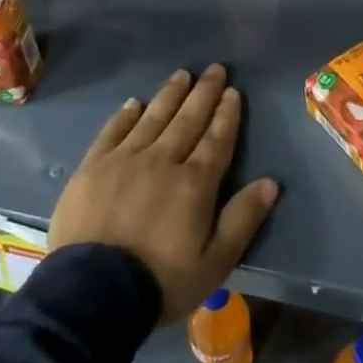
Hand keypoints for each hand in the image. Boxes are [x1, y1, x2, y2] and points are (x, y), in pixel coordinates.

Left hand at [49, 65, 279, 322]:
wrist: (91, 294)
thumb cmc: (160, 282)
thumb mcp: (214, 262)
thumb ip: (242, 219)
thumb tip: (271, 182)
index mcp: (194, 183)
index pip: (217, 139)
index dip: (227, 115)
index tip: (233, 92)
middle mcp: (162, 160)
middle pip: (188, 120)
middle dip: (204, 93)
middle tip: (215, 69)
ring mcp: (124, 160)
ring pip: (153, 118)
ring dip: (170, 95)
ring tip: (182, 75)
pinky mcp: (93, 167)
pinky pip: (113, 131)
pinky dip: (126, 115)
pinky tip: (136, 103)